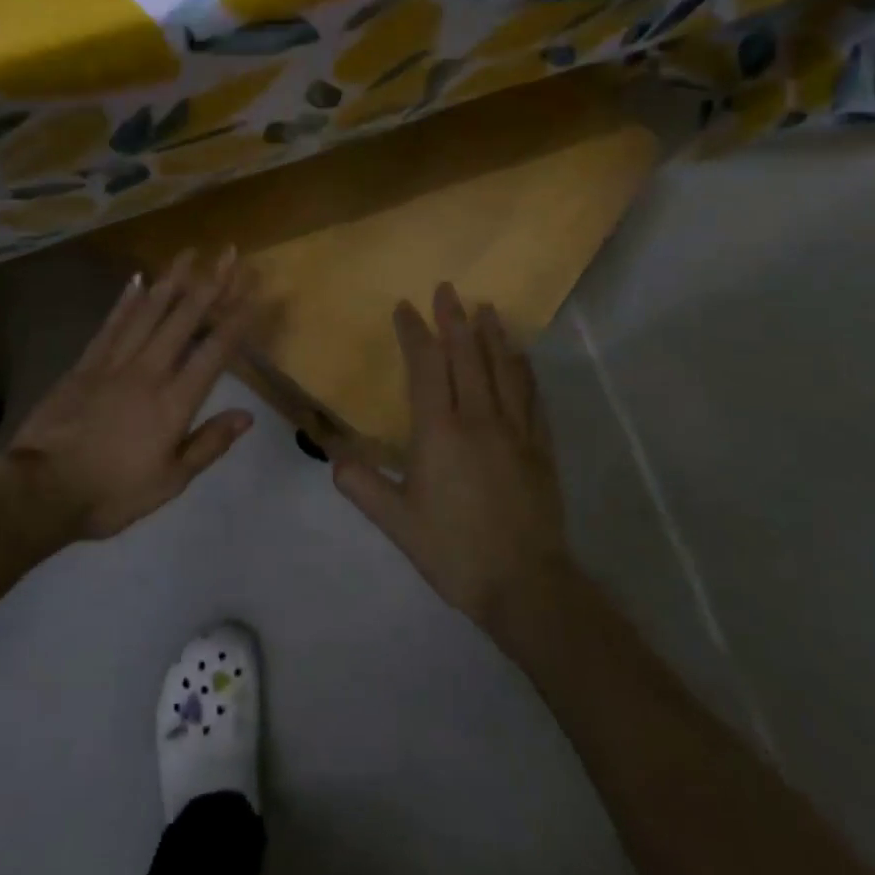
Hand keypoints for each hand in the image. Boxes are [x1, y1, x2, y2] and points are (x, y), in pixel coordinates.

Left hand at [0, 249, 257, 549]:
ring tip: (188, 254)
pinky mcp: (85, 364)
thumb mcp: (170, 481)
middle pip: (184, 320)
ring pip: (148, 312)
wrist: (42, 490)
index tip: (252, 291)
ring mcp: (114, 363)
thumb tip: (247, 415)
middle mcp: (149, 372)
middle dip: (210, 284)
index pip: (214, 353)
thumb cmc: (112, 492)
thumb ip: (209, 444)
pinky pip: (111, 324)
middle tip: (226, 253)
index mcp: (174, 402)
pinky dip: (126, 300)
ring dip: (171, 281)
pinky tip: (138, 280)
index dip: (236, 320)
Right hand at [332, 284, 574, 632]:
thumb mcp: (398, 523)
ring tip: (486, 308)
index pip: (426, 367)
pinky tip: (521, 357)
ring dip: (492, 334)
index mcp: (439, 432)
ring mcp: (515, 430)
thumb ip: (364, 486)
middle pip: (466, 356)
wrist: (525, 585)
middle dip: (454, 319)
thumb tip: (334, 457)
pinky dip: (523, 369)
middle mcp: (478, 419)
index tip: (405, 308)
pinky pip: (531, 396)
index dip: (415, 333)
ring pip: (503, 369)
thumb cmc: (454, 551)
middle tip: (447, 289)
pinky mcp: (540, 447)